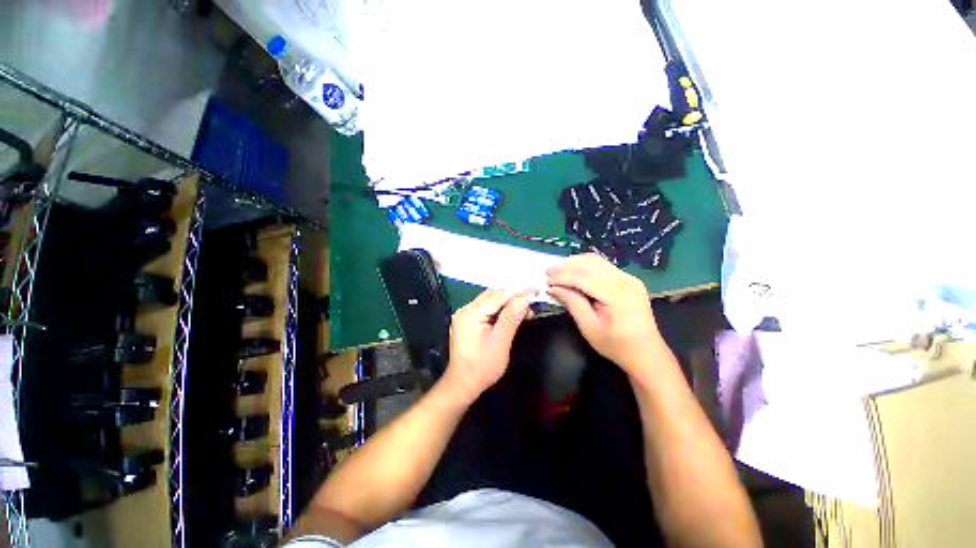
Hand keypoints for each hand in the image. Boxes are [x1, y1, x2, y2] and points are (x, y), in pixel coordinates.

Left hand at [440, 290, 531, 404]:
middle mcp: (465, 310)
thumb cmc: (482, 367)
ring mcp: (464, 315)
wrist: (463, 385)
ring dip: (507, 302)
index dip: (518, 293)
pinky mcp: (467, 321)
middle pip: (492, 296)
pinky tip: (511, 314)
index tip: (535, 291)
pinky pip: (485, 309)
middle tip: (533, 299)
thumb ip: (511, 318)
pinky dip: (499, 310)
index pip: (498, 296)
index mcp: (471, 314)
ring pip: (489, 301)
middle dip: (513, 296)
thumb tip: (525, 299)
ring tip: (526, 308)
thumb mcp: (500, 342)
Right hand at [547, 254, 663, 374]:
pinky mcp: (629, 279)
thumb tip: (553, 288)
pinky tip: (574, 272)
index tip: (546, 281)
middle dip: (566, 266)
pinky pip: (603, 265)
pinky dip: (585, 266)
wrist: (646, 353)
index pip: (582, 277)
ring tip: (558, 271)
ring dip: (575, 263)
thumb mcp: (589, 327)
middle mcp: (625, 279)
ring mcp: (629, 277)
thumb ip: (572, 303)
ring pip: (596, 260)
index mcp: (616, 294)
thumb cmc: (616, 345)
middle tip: (548, 272)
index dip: (562, 277)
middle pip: (589, 263)